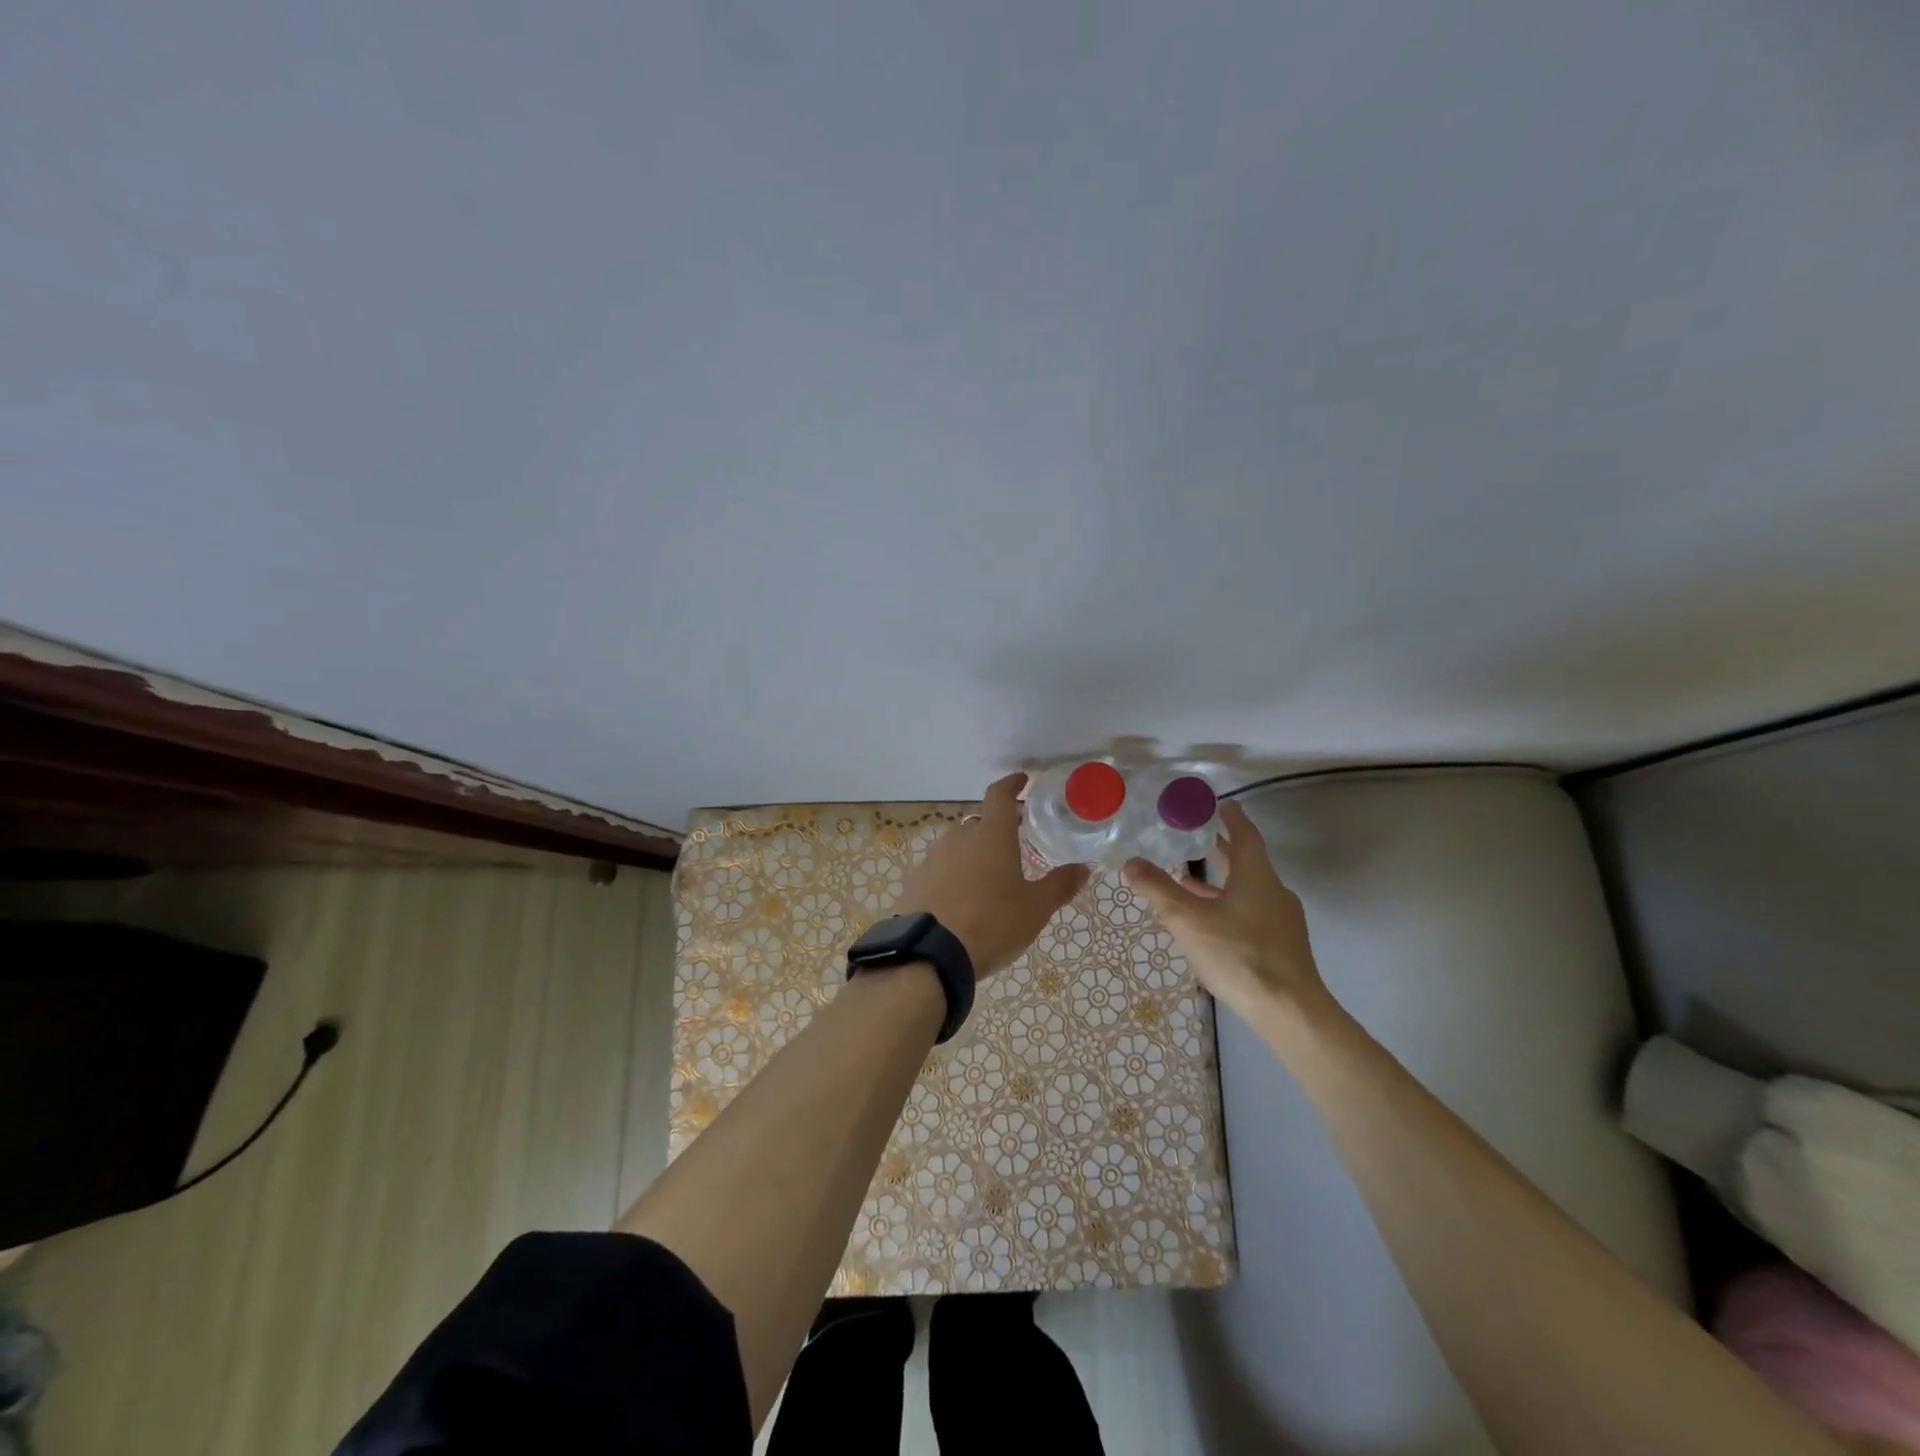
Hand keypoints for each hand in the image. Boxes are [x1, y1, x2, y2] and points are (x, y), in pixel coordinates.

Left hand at [893, 773, 1088, 979]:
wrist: (931, 954)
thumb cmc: (992, 923)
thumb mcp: (1035, 908)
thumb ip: (1059, 885)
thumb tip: (1083, 869)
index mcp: (991, 835)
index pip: (1000, 794)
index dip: (1012, 784)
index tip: (1022, 780)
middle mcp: (959, 838)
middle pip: (980, 824)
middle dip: (997, 830)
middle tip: (1014, 845)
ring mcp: (933, 858)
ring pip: (958, 847)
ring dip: (974, 855)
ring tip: (989, 880)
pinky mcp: (915, 882)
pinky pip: (940, 870)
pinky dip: (953, 876)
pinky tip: (961, 900)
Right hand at [1122, 800, 1330, 1025]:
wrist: (1289, 1011)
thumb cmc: (1238, 954)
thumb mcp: (1188, 920)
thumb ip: (1158, 889)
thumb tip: (1131, 862)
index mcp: (1256, 875)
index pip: (1245, 834)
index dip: (1231, 817)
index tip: (1220, 804)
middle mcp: (1274, 891)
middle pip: (1247, 862)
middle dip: (1222, 850)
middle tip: (1196, 838)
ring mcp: (1282, 920)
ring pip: (1248, 890)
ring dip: (1222, 882)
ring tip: (1190, 881)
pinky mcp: (1283, 946)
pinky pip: (1252, 912)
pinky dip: (1230, 906)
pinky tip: (1210, 923)